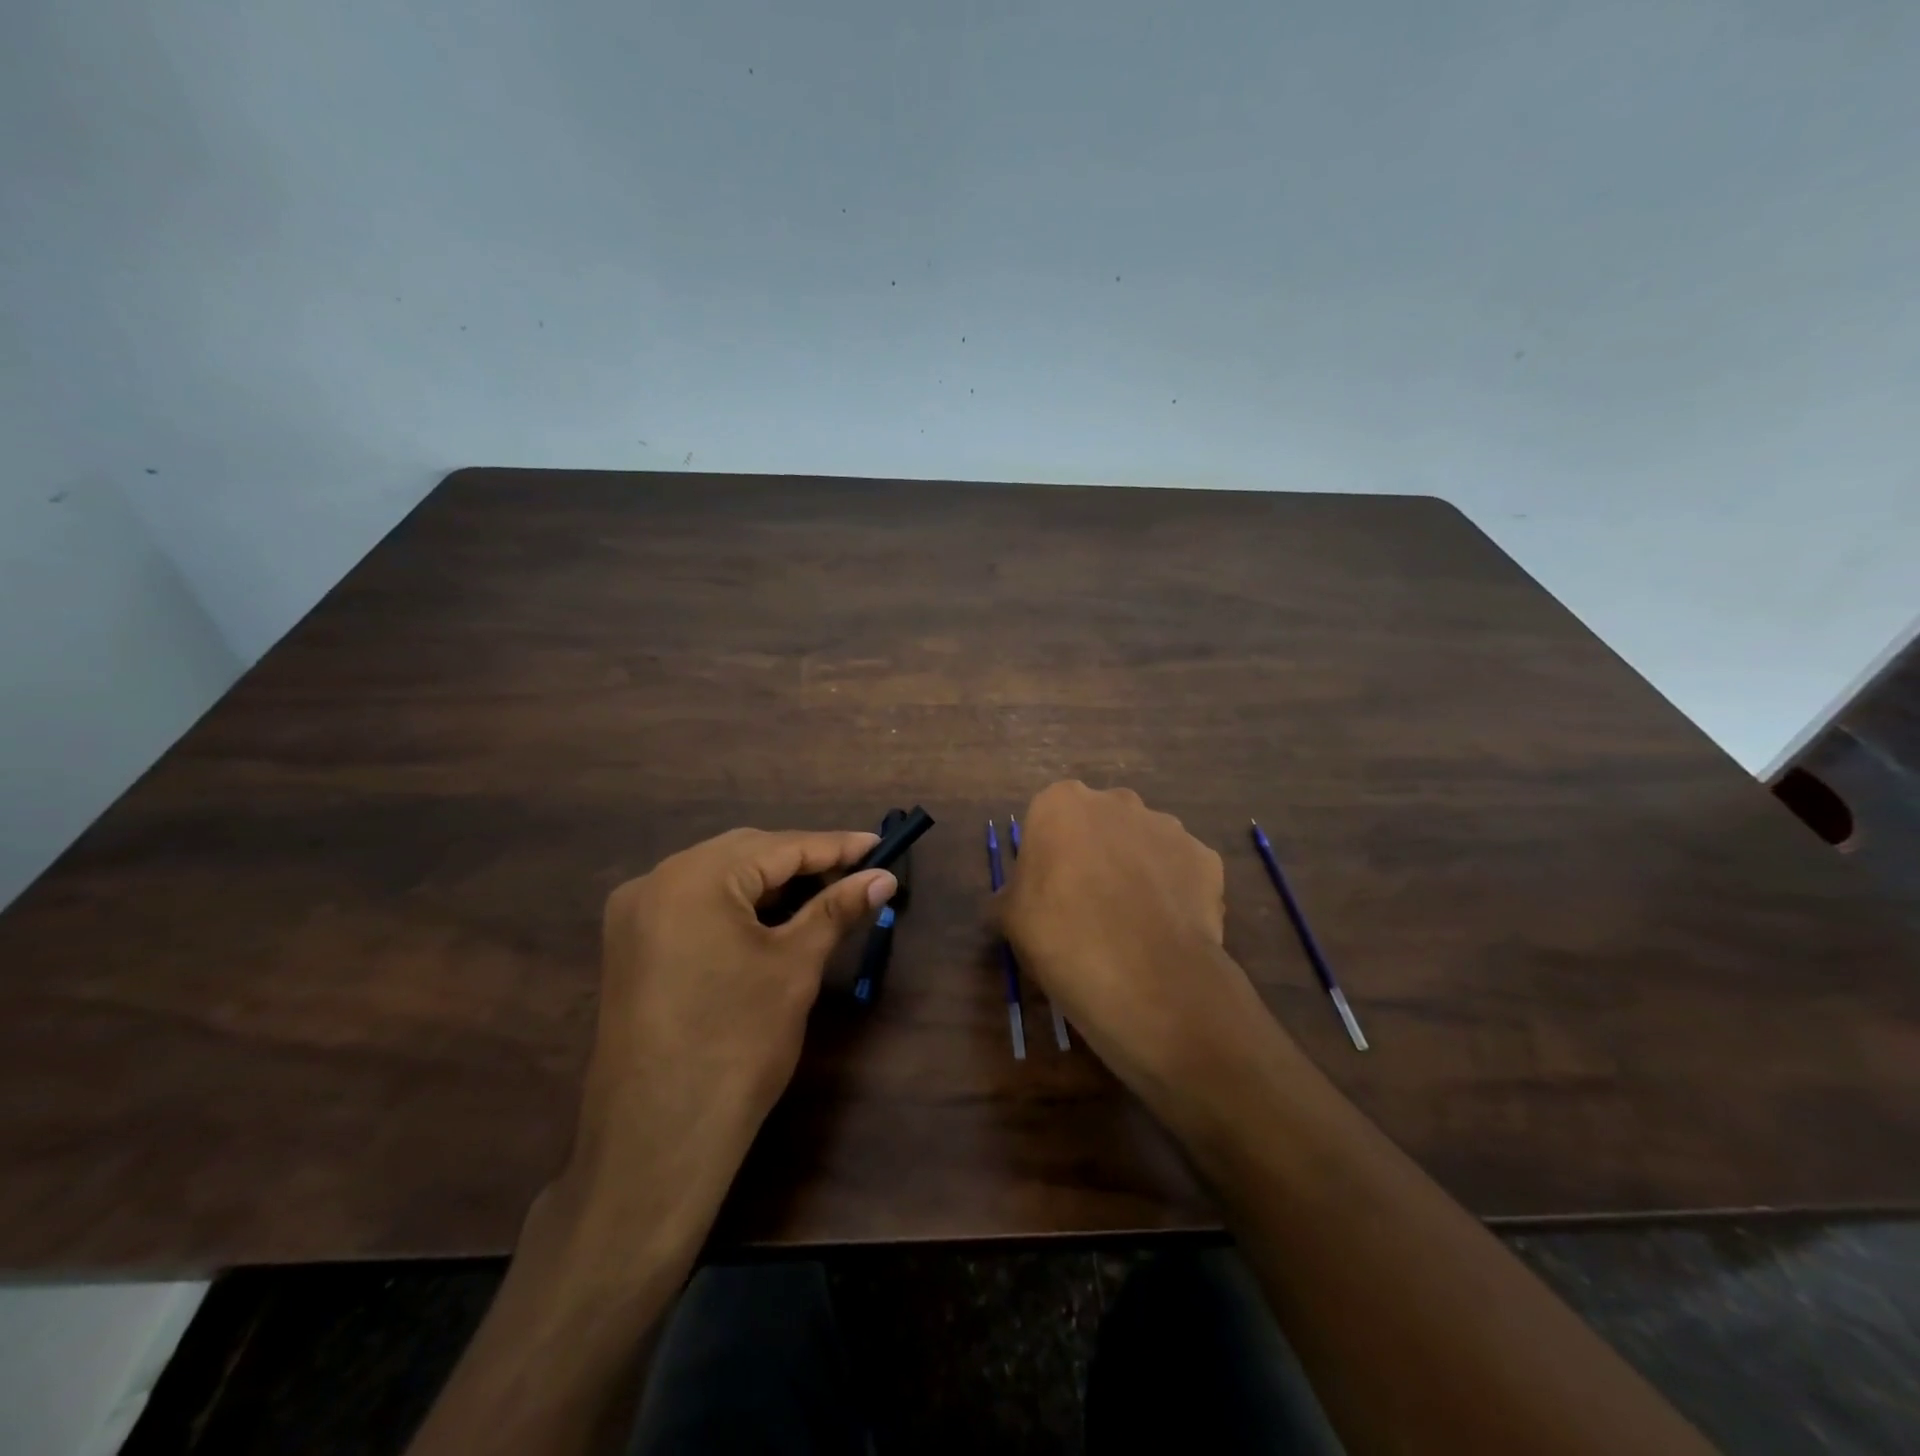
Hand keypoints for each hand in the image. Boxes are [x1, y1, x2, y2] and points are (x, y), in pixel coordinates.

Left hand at [566, 828, 895, 1219]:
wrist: (657, 1141)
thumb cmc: (737, 1044)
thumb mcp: (795, 966)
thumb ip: (837, 909)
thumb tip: (883, 878)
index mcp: (693, 877)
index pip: (780, 847)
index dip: (835, 846)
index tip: (880, 845)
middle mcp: (655, 880)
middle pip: (745, 853)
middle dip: (803, 862)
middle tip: (856, 875)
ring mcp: (635, 914)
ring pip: (719, 877)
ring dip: (771, 883)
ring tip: (823, 896)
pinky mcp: (632, 946)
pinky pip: (695, 904)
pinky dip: (738, 906)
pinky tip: (773, 921)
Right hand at [995, 782, 1265, 1097]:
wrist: (1145, 978)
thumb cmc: (1061, 937)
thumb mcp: (1010, 918)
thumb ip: (1012, 893)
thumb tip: (1017, 899)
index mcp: (1061, 803)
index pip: (1049, 820)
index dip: (1049, 856)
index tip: (1049, 893)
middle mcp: (1116, 801)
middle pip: (1100, 824)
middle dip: (1096, 853)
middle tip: (1089, 905)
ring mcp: (1168, 826)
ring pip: (1144, 844)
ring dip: (1137, 870)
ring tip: (1133, 924)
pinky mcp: (1206, 857)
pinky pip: (1181, 871)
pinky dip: (1173, 893)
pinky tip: (1165, 930)